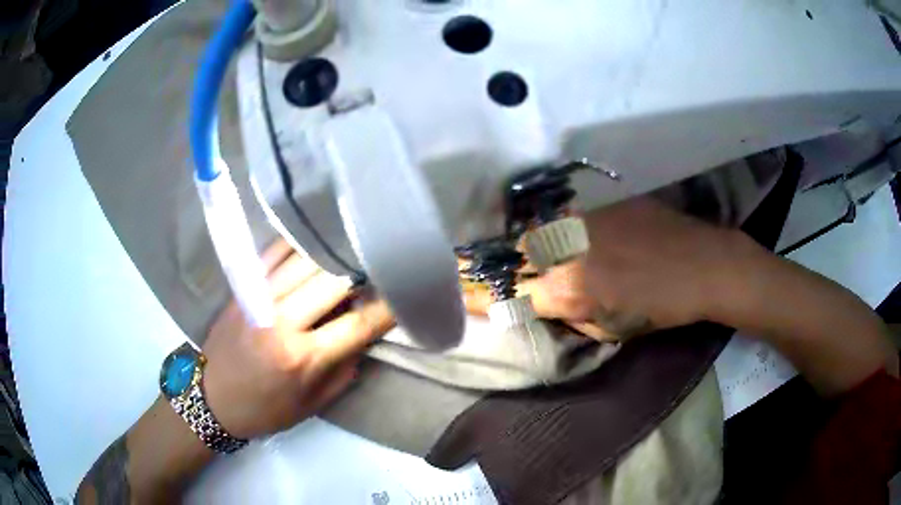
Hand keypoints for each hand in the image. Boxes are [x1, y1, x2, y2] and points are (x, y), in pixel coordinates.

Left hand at [201, 241, 393, 439]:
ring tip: (352, 247)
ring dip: (333, 253)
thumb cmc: (267, 409)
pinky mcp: (243, 288)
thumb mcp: (313, 403)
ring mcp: (259, 299)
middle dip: (364, 271)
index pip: (359, 324)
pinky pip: (273, 253)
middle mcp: (282, 322)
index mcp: (303, 358)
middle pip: (334, 281)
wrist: (214, 398)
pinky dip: (297, 244)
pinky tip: (313, 241)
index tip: (407, 294)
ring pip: (305, 260)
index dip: (389, 307)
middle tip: (381, 265)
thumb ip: (344, 369)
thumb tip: (364, 334)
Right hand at [465, 197, 755, 338]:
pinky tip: (565, 232)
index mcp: (569, 291)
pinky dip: (556, 226)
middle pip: (514, 254)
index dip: (477, 294)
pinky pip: (565, 214)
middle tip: (487, 269)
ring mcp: (583, 218)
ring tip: (528, 252)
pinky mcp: (600, 201)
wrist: (702, 265)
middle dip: (498, 265)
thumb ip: (569, 314)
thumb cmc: (661, 308)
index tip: (457, 291)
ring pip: (537, 229)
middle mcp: (566, 249)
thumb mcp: (610, 328)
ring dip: (527, 244)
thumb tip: (545, 301)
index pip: (507, 293)